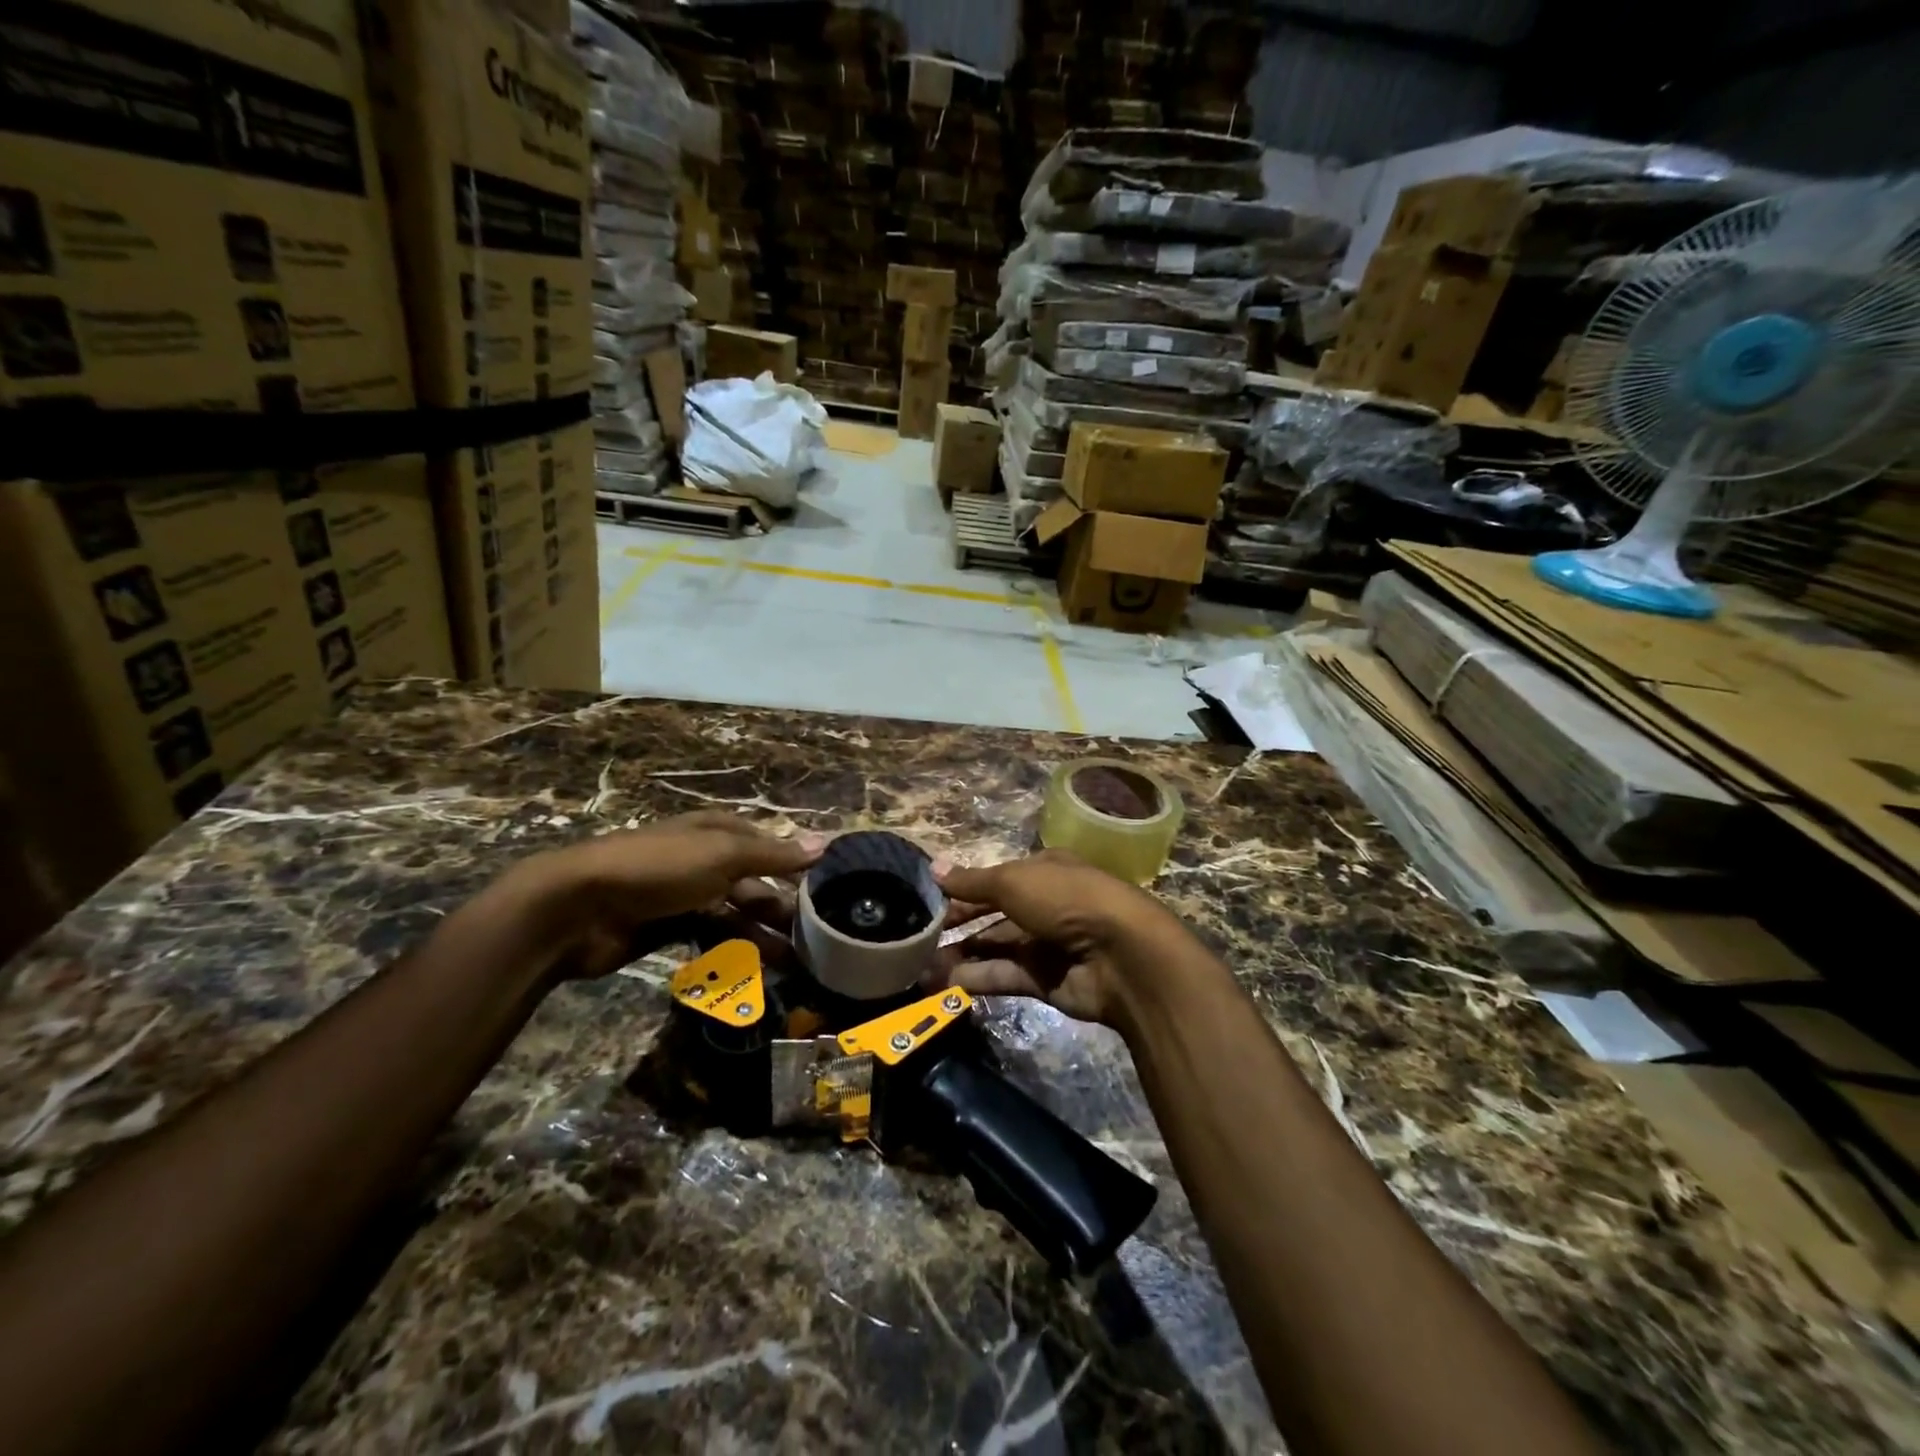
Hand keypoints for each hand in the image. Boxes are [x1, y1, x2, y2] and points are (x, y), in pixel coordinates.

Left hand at [501, 812, 823, 980]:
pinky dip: (733, 951)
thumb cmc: (658, 868)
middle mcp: (705, 860)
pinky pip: (711, 938)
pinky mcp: (668, 928)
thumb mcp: (722, 854)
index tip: (827, 892)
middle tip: (816, 939)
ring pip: (736, 915)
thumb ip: (774, 855)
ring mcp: (685, 895)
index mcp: (718, 831)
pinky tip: (755, 970)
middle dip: (783, 908)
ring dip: (764, 936)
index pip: (769, 846)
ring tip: (795, 964)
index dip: (796, 867)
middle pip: (754, 883)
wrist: (576, 908)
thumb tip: (826, 844)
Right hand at [932, 849, 1198, 1029]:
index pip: (995, 880)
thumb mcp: (1013, 881)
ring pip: (995, 948)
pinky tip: (944, 984)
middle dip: (958, 926)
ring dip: (960, 956)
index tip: (928, 903)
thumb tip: (934, 867)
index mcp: (1042, 872)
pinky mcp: (1045, 981)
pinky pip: (1004, 977)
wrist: (1120, 955)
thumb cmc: (1065, 900)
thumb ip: (972, 881)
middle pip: (993, 915)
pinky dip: (976, 979)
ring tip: (920, 967)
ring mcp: (1046, 945)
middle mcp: (1044, 906)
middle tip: (917, 939)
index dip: (963, 890)